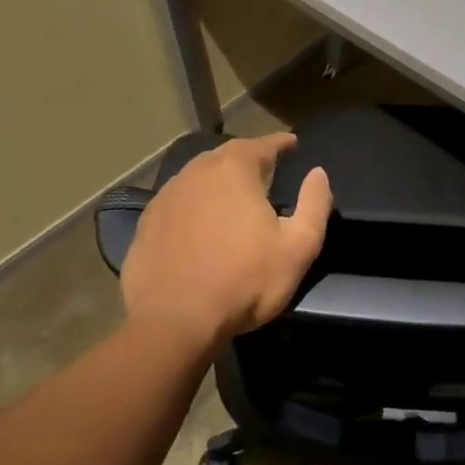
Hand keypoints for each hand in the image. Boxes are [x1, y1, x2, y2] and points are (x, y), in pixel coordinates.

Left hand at [119, 133, 331, 345]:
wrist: (173, 322)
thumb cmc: (244, 281)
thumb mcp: (298, 246)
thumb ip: (315, 204)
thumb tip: (318, 174)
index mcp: (234, 170)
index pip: (263, 144)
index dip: (281, 143)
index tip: (292, 143)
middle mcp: (197, 173)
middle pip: (227, 155)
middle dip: (248, 157)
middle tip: (266, 168)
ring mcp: (166, 197)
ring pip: (199, 176)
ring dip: (219, 179)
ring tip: (234, 192)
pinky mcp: (147, 223)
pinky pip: (178, 201)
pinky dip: (194, 203)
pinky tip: (200, 221)